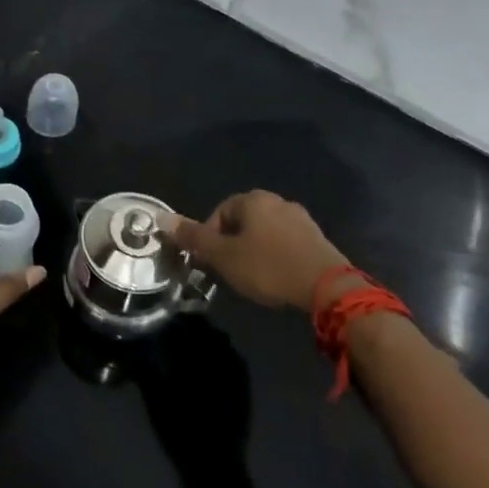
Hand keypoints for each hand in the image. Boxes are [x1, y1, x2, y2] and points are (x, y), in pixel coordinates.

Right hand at [162, 190, 349, 313]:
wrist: (327, 287)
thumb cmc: (268, 267)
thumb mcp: (224, 256)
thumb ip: (194, 238)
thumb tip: (161, 218)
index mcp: (253, 199)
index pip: (219, 212)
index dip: (209, 238)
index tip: (211, 263)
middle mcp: (277, 201)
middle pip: (242, 221)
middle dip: (232, 244)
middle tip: (229, 271)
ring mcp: (300, 218)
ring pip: (265, 232)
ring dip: (254, 250)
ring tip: (252, 277)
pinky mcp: (317, 238)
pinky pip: (285, 243)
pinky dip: (275, 256)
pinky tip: (276, 277)